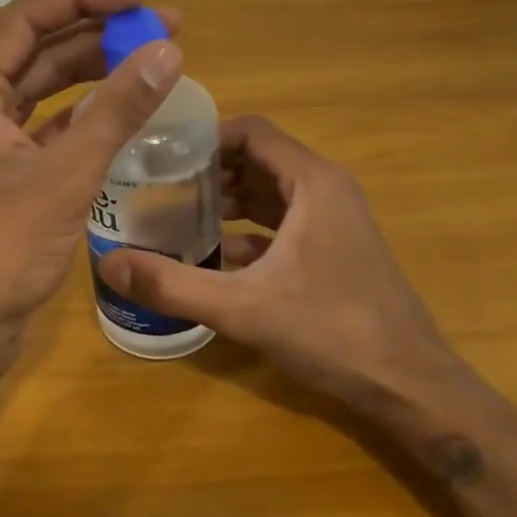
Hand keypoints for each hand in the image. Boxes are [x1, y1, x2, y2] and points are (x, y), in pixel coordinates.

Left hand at [0, 0, 183, 334]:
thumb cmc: (5, 247)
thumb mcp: (67, 173)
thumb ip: (117, 109)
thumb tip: (167, 49)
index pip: (28, 20)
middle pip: (40, 49)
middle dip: (100, 32)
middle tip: (164, 26)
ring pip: (48, 87)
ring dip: (96, 70)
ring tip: (153, 58)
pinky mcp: (12, 172)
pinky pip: (54, 125)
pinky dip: (89, 112)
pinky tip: (127, 109)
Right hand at [95, 116, 469, 406]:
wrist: (408, 384)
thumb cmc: (332, 331)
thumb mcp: (242, 308)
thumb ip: (172, 285)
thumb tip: (108, 264)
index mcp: (312, 183)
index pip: (251, 132)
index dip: (204, 137)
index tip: (161, 155)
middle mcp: (326, 190)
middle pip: (257, 159)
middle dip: (207, 170)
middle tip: (157, 186)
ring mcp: (334, 220)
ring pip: (268, 192)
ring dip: (225, 200)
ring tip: (175, 214)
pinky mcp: (333, 249)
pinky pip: (281, 223)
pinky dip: (247, 230)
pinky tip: (212, 256)